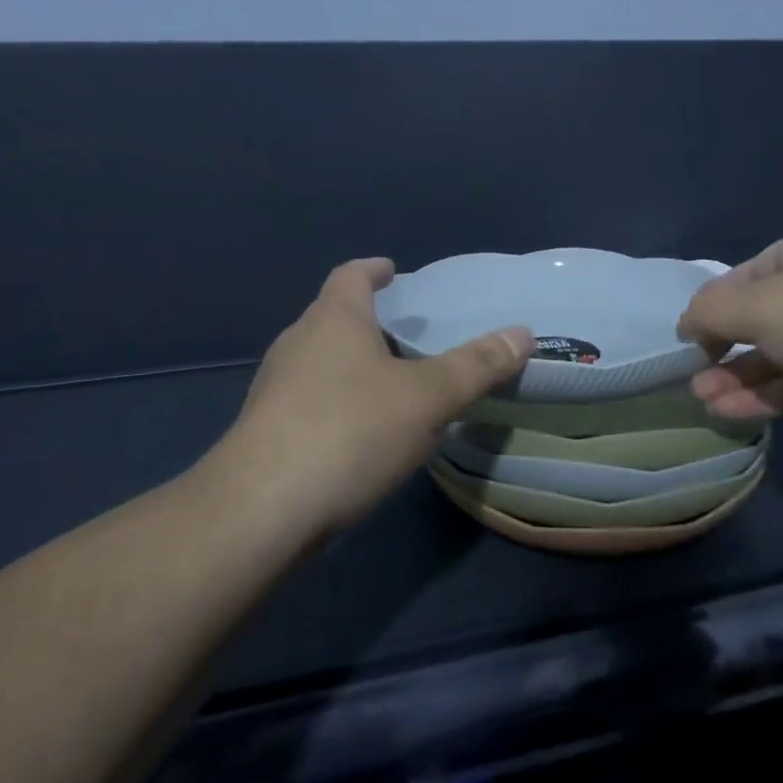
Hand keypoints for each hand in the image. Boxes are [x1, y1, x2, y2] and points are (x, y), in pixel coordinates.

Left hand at [226, 259, 533, 534]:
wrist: (259, 511)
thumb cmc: (349, 431)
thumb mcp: (427, 397)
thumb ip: (476, 366)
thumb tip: (523, 333)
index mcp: (334, 319)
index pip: (351, 275)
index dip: (373, 270)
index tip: (392, 271)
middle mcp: (298, 343)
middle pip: (333, 316)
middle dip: (367, 319)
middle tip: (405, 332)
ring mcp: (274, 388)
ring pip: (319, 360)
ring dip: (350, 362)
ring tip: (388, 382)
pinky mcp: (264, 432)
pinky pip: (308, 399)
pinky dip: (336, 400)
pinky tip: (358, 432)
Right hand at [677, 229, 782, 454]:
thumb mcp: (762, 306)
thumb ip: (712, 312)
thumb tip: (687, 324)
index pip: (743, 276)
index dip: (711, 305)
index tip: (686, 337)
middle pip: (759, 317)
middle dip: (721, 346)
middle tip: (691, 374)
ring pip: (776, 355)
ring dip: (737, 375)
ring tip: (702, 398)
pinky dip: (764, 396)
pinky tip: (730, 412)